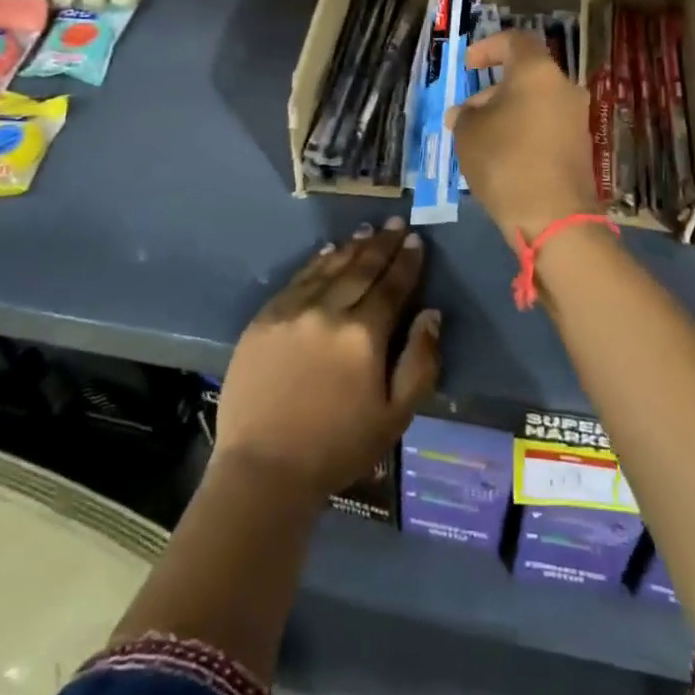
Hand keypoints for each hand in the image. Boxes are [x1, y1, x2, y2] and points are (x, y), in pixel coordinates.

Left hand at [214, 219, 441, 501]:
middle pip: (362, 269)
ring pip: (329, 267)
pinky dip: (317, 261)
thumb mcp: (395, 417)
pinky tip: (328, 251)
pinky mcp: (265, 318)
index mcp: (364, 335)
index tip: (417, 240)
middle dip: (383, 244)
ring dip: (352, 247)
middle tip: (397, 223)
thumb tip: (431, 314)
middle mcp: (329, 311)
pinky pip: (298, 279)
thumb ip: (420, 362)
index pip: (392, 286)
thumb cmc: (338, 448)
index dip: (407, 262)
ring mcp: (293, 311)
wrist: (263, 470)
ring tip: (368, 230)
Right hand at [446, 31, 601, 246]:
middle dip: (493, 89)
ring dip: (508, 111)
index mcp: (537, 72)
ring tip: (478, 137)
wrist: (554, 217)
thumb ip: (464, 114)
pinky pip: (546, 125)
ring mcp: (577, 117)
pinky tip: (502, 154)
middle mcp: (564, 87)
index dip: (488, 47)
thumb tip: (465, 112)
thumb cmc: (505, 161)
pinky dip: (524, 130)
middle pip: (526, 75)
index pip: (514, 41)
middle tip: (467, 112)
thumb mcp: (468, 133)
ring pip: (536, 101)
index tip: (468, 65)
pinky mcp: (581, 146)